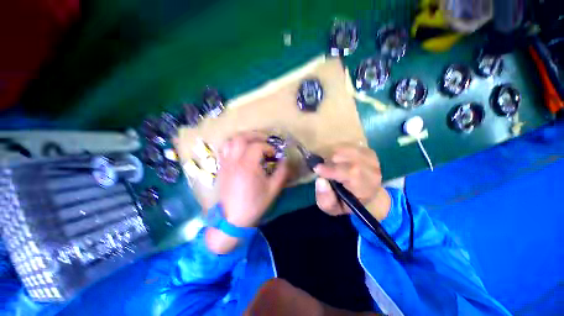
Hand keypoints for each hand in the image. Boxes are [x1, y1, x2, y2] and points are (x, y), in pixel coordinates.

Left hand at [218, 131, 288, 227]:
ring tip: (252, 143)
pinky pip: (224, 150)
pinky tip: (241, 151)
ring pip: (230, 141)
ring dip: (243, 138)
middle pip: (241, 138)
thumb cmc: (254, 204)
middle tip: (264, 140)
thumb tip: (285, 160)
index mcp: (248, 166)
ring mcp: (226, 163)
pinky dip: (233, 145)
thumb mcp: (273, 189)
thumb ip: (282, 172)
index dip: (268, 147)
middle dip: (255, 136)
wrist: (233, 218)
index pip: (258, 146)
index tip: (274, 154)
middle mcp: (235, 161)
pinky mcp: (221, 168)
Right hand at [314, 144, 389, 220]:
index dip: (331, 169)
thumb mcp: (333, 208)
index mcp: (366, 189)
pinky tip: (339, 159)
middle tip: (324, 169)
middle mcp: (373, 172)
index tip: (317, 168)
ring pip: (346, 149)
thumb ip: (325, 199)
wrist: (366, 195)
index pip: (351, 173)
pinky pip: (348, 145)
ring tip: (332, 164)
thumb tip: (320, 180)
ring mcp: (372, 159)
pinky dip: (339, 150)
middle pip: (347, 157)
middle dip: (330, 161)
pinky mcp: (368, 151)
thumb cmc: (347, 202)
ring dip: (334, 155)